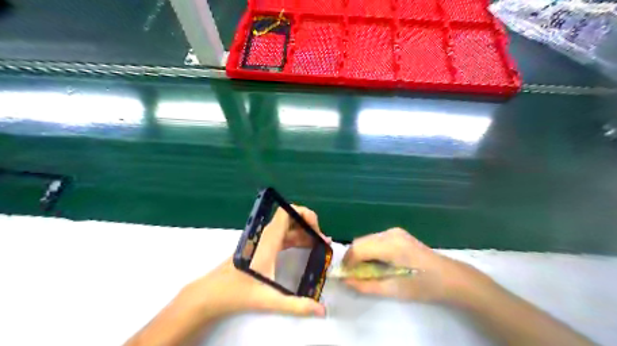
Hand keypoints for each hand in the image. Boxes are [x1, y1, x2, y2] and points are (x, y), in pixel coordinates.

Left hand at [176, 204, 330, 323]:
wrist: (211, 294)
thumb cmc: (238, 292)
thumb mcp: (269, 299)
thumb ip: (296, 305)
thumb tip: (322, 310)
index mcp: (269, 240)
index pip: (286, 212)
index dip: (304, 213)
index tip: (317, 228)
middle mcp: (266, 236)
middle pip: (290, 217)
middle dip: (309, 224)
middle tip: (322, 240)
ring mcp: (264, 241)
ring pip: (288, 228)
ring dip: (304, 232)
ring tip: (320, 244)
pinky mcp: (263, 248)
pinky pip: (284, 237)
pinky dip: (297, 239)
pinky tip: (306, 248)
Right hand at [345, 228, 483, 302]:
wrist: (451, 277)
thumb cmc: (424, 285)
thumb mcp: (394, 290)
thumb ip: (366, 285)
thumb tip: (345, 281)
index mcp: (390, 245)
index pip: (358, 248)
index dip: (348, 262)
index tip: (346, 276)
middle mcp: (390, 233)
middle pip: (360, 242)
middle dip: (353, 258)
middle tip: (354, 276)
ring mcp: (394, 231)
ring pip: (366, 240)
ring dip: (361, 254)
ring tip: (366, 271)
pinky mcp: (397, 233)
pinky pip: (375, 240)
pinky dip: (370, 251)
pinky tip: (377, 263)